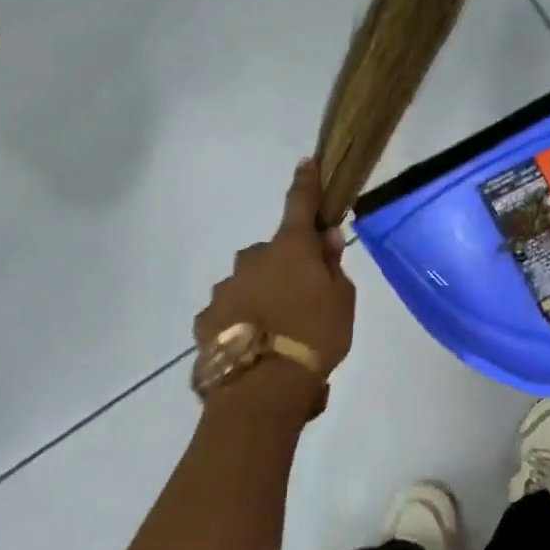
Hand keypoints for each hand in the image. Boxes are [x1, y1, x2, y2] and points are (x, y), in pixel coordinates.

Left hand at [194, 161, 355, 402]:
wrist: (264, 386)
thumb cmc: (315, 336)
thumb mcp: (342, 300)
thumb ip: (333, 266)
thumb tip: (324, 239)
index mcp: (290, 249)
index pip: (300, 204)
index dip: (307, 183)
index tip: (307, 163)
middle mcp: (252, 259)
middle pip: (272, 253)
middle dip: (285, 267)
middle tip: (304, 300)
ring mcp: (225, 288)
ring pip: (249, 282)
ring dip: (262, 296)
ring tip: (278, 334)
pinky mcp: (207, 318)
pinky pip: (230, 311)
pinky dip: (242, 321)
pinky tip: (255, 347)